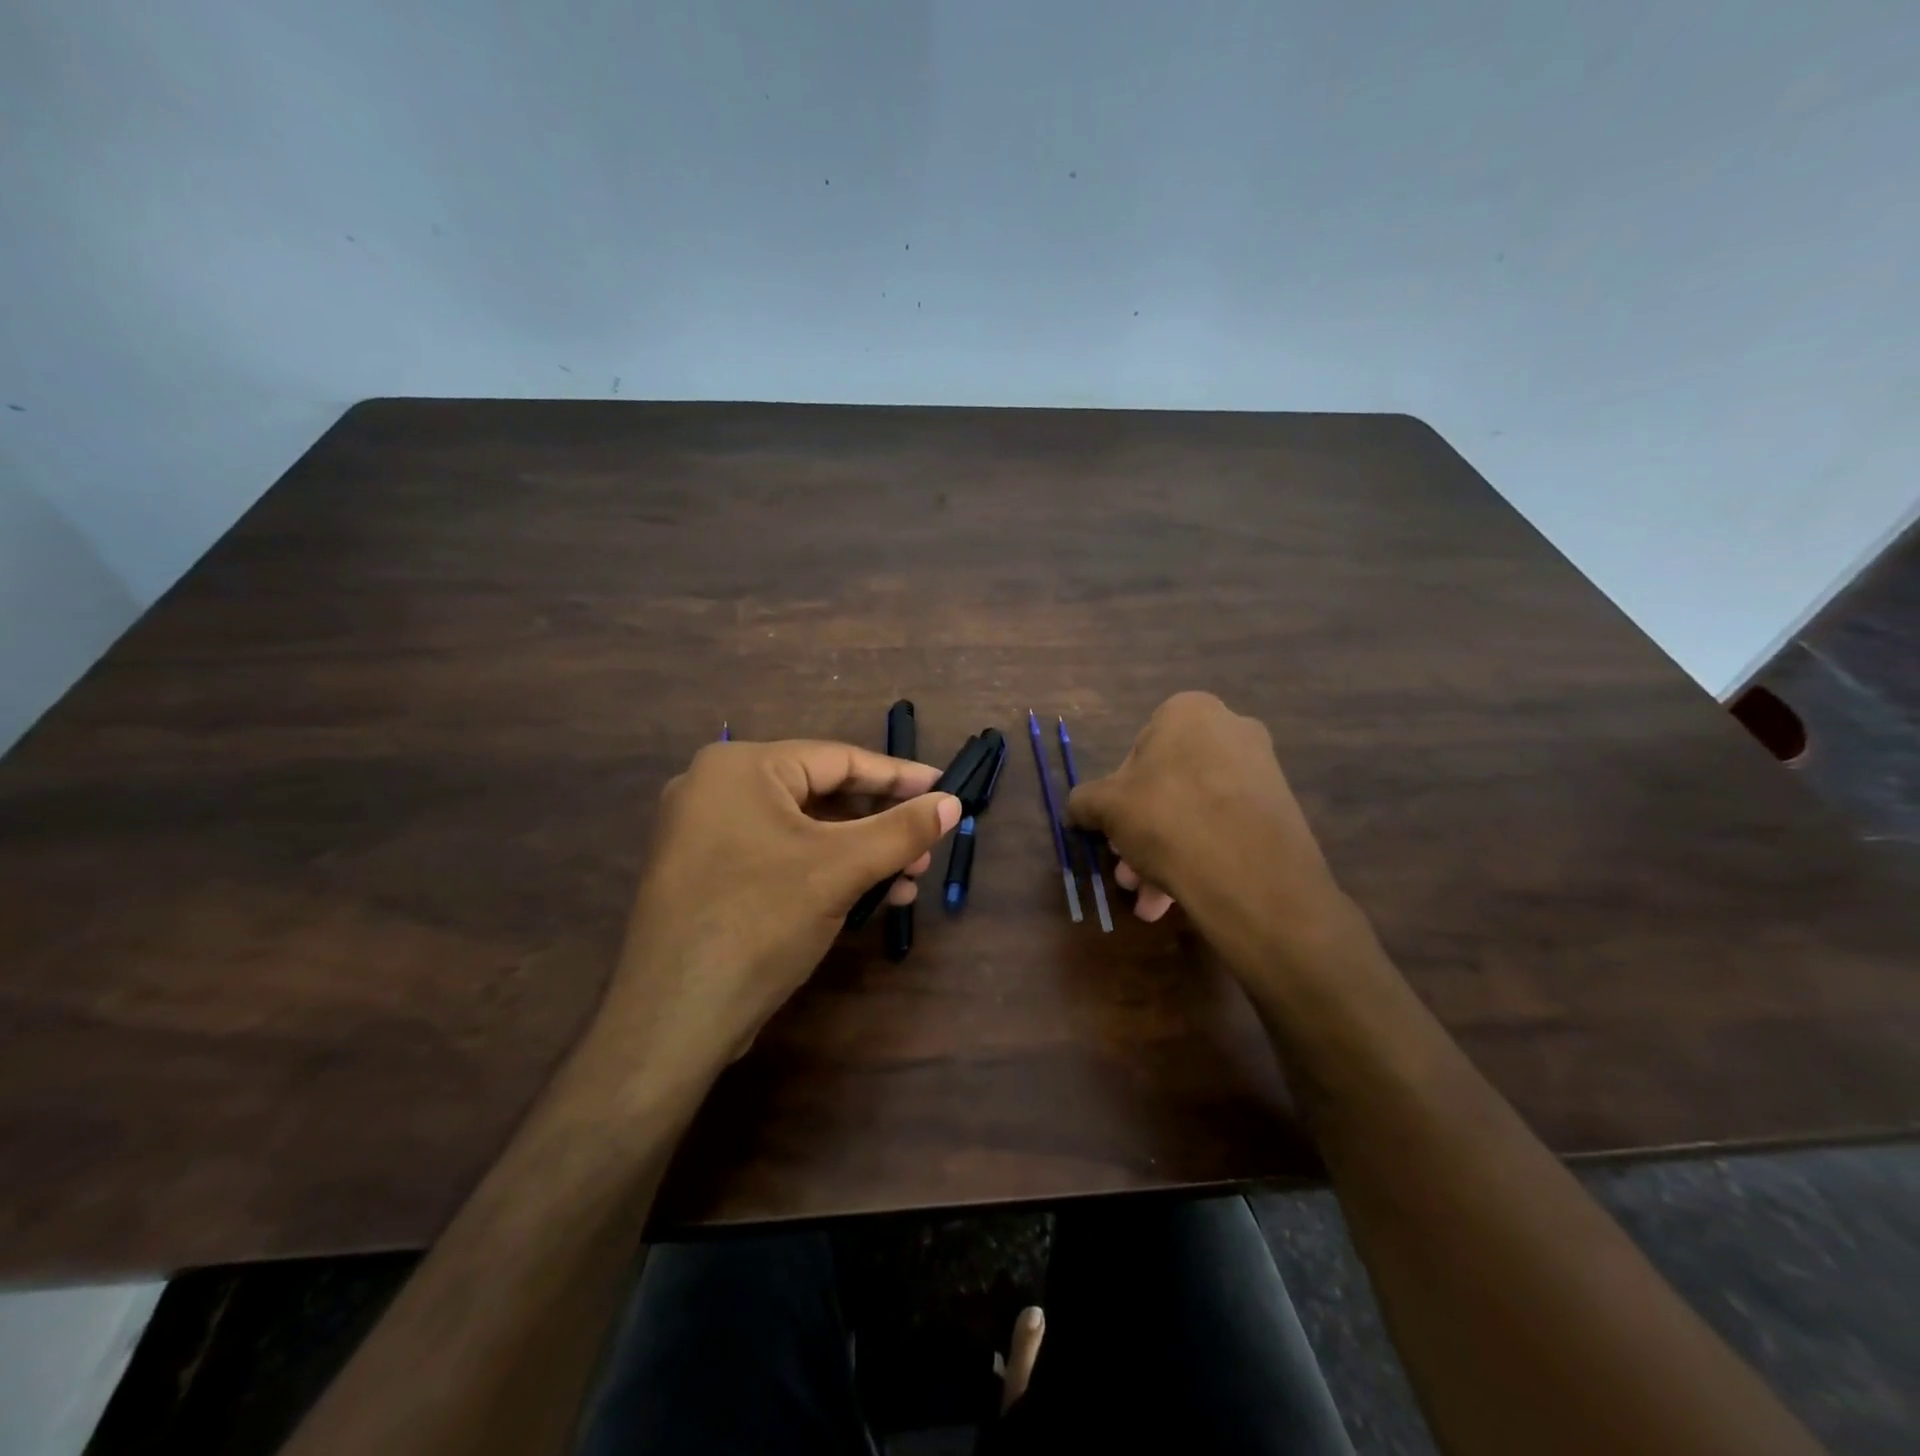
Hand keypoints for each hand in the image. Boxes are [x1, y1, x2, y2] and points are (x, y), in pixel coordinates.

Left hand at [597, 739, 960, 1078]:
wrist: (673, 1019)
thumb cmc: (759, 921)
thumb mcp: (840, 869)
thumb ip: (902, 830)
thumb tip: (953, 803)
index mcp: (740, 767)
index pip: (838, 759)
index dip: (898, 776)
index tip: (944, 787)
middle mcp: (718, 788)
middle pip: (822, 794)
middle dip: (880, 825)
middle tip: (927, 847)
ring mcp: (708, 833)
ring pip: (805, 830)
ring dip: (861, 853)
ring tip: (908, 880)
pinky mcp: (710, 874)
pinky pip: (782, 856)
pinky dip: (827, 872)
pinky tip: (872, 896)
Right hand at [1066, 692, 1351, 965]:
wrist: (1250, 874)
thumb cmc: (1167, 818)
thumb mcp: (1107, 807)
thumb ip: (1085, 801)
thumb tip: (1076, 808)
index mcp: (1188, 712)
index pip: (1139, 749)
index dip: (1119, 793)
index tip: (1113, 827)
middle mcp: (1231, 730)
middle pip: (1168, 786)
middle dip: (1141, 833)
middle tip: (1126, 871)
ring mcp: (1261, 770)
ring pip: (1195, 812)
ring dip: (1163, 853)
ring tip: (1149, 900)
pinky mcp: (1280, 810)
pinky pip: (1225, 828)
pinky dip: (1199, 857)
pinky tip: (1178, 897)